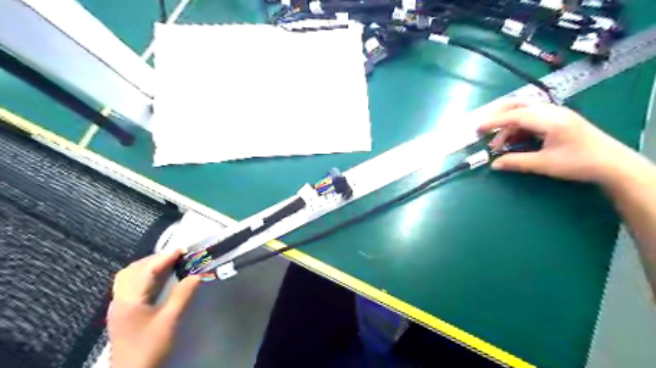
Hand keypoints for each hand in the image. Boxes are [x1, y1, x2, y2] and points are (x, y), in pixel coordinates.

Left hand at [108, 248, 200, 367]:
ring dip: (149, 267)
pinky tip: (157, 280)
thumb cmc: (150, 347)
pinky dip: (145, 276)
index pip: (146, 270)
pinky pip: (131, 285)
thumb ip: (182, 295)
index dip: (164, 257)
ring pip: (129, 277)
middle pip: (133, 270)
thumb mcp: (170, 320)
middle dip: (155, 259)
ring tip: (169, 264)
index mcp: (129, 299)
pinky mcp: (123, 312)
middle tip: (177, 256)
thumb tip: (197, 275)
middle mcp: (120, 299)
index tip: (182, 250)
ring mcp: (119, 306)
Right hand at [481, 102, 637, 185]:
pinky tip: (515, 140)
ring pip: (525, 112)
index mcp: (549, 119)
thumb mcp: (543, 164)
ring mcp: (557, 114)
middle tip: (485, 130)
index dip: (494, 122)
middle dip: (499, 116)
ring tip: (500, 143)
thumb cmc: (578, 163)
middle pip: (519, 106)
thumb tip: (494, 164)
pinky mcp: (560, 120)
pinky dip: (519, 127)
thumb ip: (516, 162)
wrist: (612, 164)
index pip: (515, 116)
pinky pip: (533, 118)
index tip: (478, 129)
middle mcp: (552, 111)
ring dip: (509, 125)